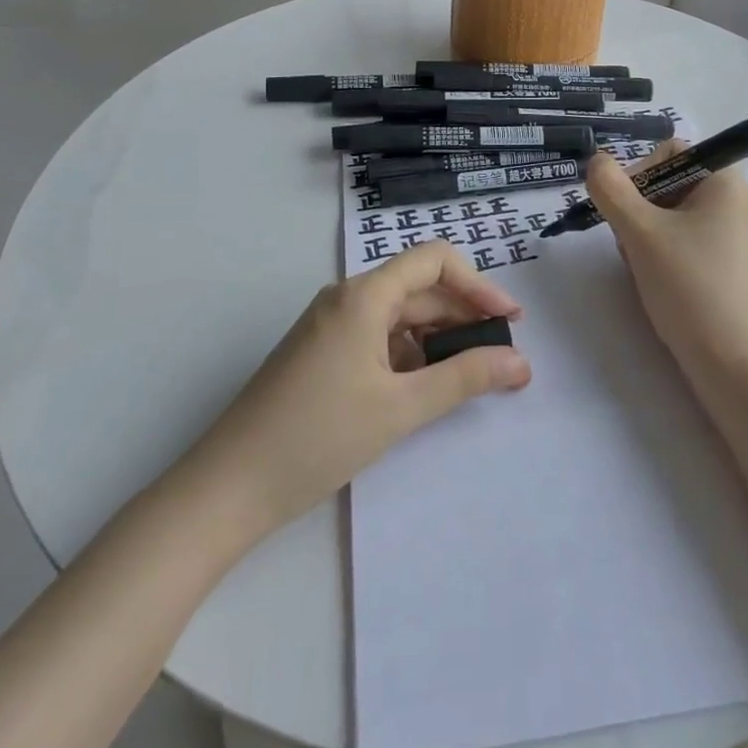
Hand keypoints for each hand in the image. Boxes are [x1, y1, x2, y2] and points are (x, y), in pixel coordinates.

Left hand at [184, 242, 529, 533]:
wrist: (228, 487)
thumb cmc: (318, 437)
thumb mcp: (400, 408)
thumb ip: (465, 379)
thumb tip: (520, 362)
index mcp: (364, 295)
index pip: (434, 261)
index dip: (478, 284)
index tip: (509, 321)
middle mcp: (347, 299)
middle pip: (418, 290)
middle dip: (463, 317)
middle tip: (502, 357)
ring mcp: (330, 327)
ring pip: (399, 318)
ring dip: (438, 340)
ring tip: (471, 377)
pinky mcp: (321, 354)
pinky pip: (377, 340)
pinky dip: (408, 357)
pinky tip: (423, 390)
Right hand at [584, 142, 747, 381]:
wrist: (730, 364)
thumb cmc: (689, 286)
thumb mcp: (640, 232)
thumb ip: (611, 189)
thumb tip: (596, 160)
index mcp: (724, 182)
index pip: (669, 151)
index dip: (638, 171)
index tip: (622, 207)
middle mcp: (731, 201)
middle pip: (666, 183)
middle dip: (636, 209)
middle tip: (628, 242)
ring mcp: (728, 235)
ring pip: (666, 215)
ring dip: (641, 233)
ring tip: (641, 266)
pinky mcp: (720, 264)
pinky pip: (679, 241)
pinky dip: (657, 253)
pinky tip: (652, 280)